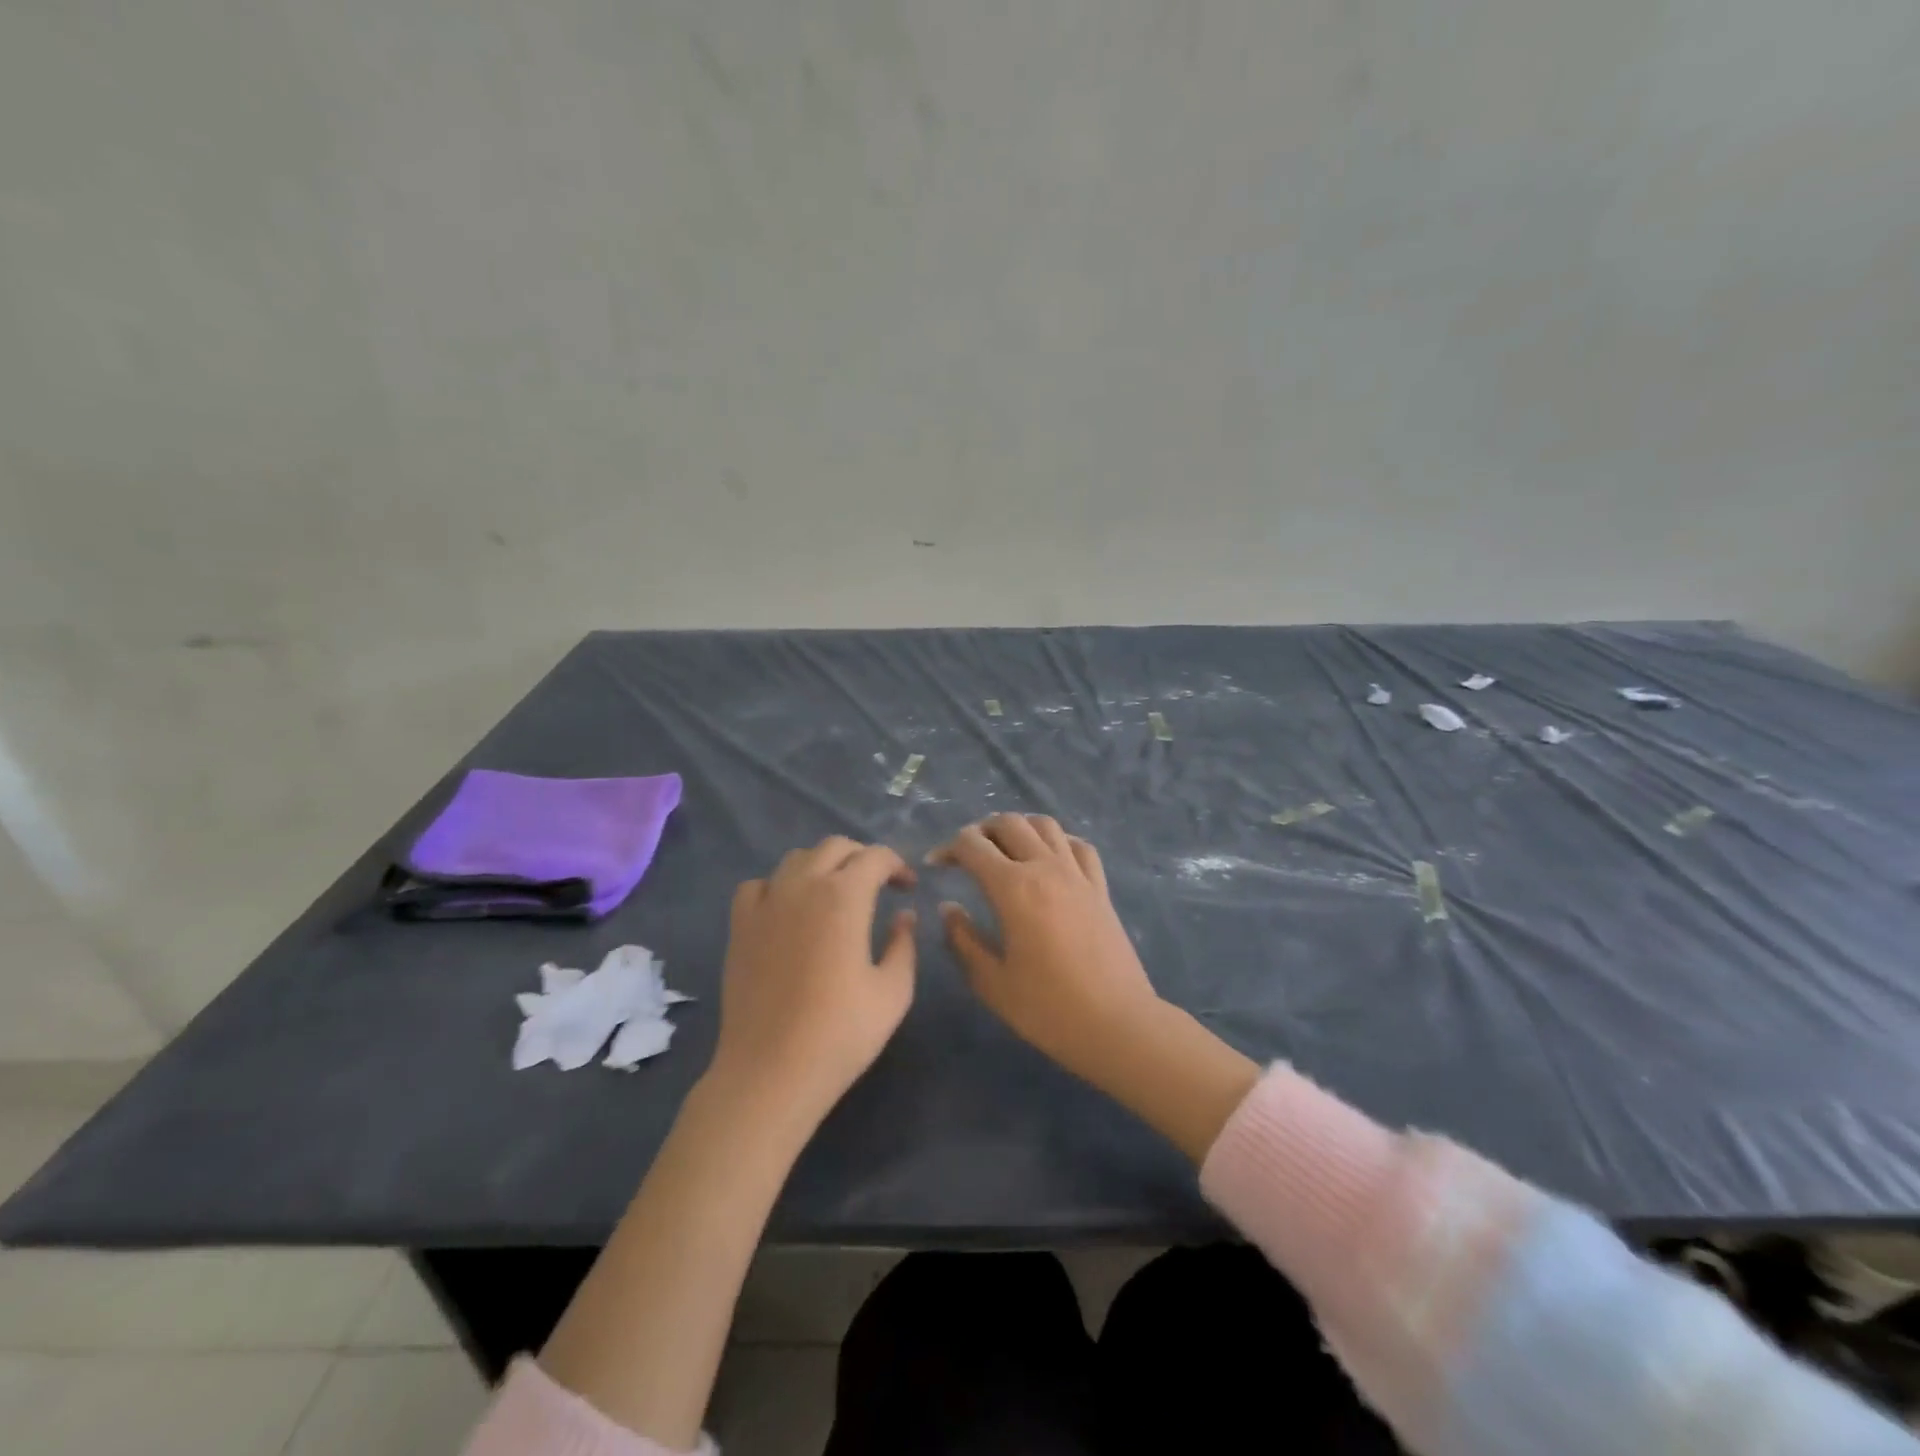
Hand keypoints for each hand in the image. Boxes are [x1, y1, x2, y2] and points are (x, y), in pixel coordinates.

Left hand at [709, 835, 917, 1124]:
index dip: (898, 865)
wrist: (771, 1072)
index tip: (908, 888)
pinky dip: (778, 886)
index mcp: (845, 896)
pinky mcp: (740, 926)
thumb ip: (904, 944)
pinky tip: (788, 909)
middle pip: (835, 847)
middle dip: (862, 858)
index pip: (876, 857)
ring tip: (836, 893)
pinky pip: (758, 885)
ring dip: (823, 866)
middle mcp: (804, 886)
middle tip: (878, 884)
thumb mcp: (893, 992)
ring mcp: (766, 903)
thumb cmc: (841, 1033)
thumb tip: (904, 916)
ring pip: (797, 859)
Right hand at [931, 814, 1161, 1089]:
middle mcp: (1045, 867)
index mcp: (1013, 888)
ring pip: (1045, 824)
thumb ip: (963, 940)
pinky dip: (1058, 841)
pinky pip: (1079, 845)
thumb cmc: (1048, 1009)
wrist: (1117, 1024)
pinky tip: (1049, 858)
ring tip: (1004, 848)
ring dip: (1019, 827)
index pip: (972, 845)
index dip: (948, 848)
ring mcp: (1077, 874)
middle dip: (980, 830)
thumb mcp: (992, 982)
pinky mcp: (1100, 888)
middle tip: (966, 854)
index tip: (935, 865)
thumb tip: (948, 907)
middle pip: (1009, 823)